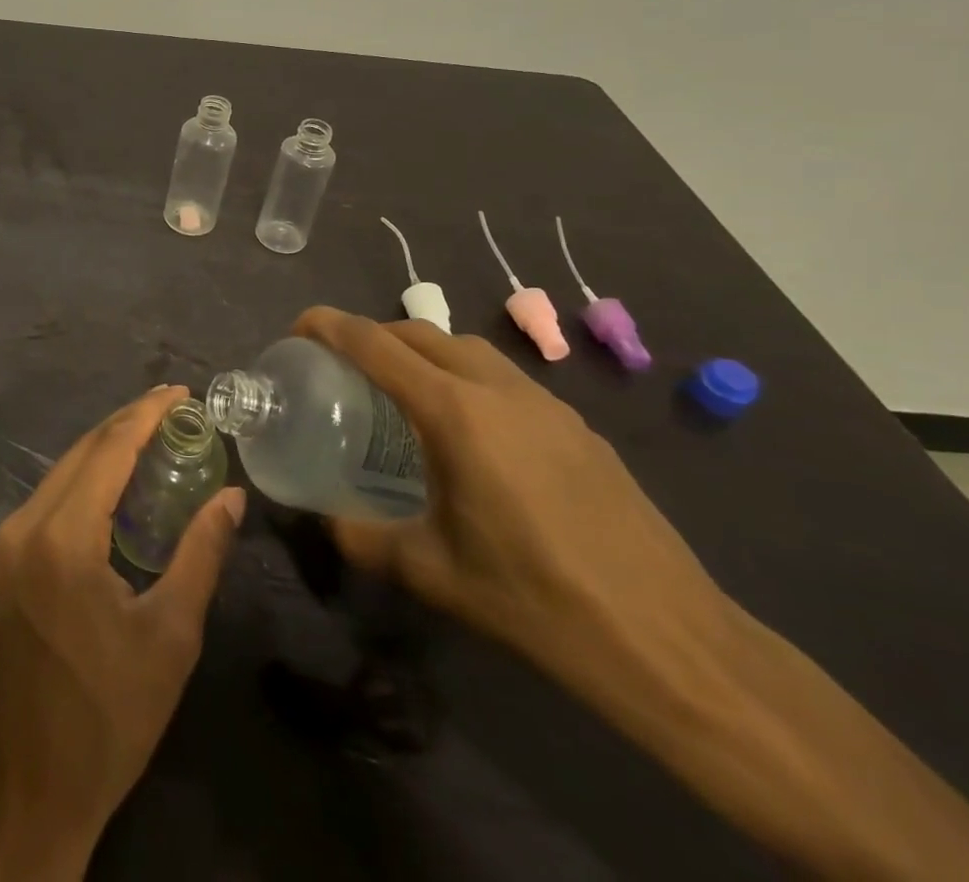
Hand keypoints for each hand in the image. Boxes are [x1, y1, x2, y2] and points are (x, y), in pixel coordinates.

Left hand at [0, 385, 245, 881]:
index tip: (181, 392)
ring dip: (107, 449)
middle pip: (82, 452)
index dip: (146, 415)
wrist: (24, 793)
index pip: (108, 450)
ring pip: (63, 472)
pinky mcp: (4, 565)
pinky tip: (119, 486)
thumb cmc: (107, 719)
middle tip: (176, 410)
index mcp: (62, 537)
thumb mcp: (169, 638)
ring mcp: (7, 545)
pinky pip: (51, 499)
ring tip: (156, 438)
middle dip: (128, 423)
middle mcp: (25, 526)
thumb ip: (201, 555)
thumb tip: (232, 498)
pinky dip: (88, 480)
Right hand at [294, 308, 729, 684]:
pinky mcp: (578, 427)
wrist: (670, 641)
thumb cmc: (536, 601)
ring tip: (401, 391)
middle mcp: (499, 390)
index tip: (299, 327)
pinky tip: (469, 433)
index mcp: (456, 414)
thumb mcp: (431, 573)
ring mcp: (546, 404)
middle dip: (374, 334)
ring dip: (423, 351)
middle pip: (421, 332)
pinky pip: (504, 378)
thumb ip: (363, 537)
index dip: (330, 326)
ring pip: (467, 348)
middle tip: (342, 363)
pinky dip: (466, 378)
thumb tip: (324, 517)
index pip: (376, 345)